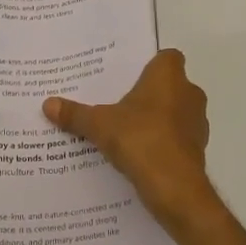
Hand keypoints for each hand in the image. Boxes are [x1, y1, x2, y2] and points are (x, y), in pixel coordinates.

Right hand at [43, 49, 219, 233]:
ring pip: (175, 112)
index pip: (167, 57)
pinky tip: (139, 153)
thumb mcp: (99, 125)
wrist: (175, 187)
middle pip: (169, 85)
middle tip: (119, 101)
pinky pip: (177, 137)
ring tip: (125, 129)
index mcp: (169, 76)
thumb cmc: (140, 139)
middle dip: (148, 93)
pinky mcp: (197, 149)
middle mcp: (189, 93)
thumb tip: (47, 104)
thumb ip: (75, 114)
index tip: (128, 75)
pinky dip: (162, 142)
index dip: (150, 64)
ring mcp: (197, 122)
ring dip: (157, 118)